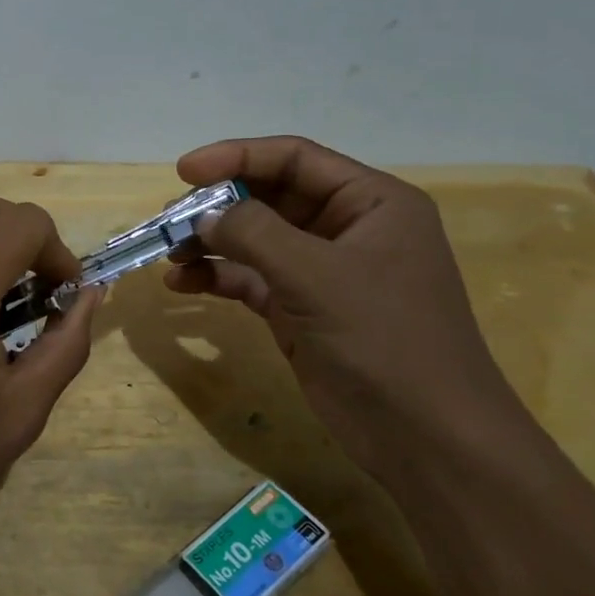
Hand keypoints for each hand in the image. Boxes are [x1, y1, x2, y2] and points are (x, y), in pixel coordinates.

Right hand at [166, 136, 524, 480]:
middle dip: (217, 206)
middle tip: (168, 220)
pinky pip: (249, 279)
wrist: (426, 437)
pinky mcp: (300, 310)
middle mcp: (346, 229)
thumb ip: (255, 233)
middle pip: (269, 197)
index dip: (236, 157)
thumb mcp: (317, 276)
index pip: (295, 159)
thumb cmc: (384, 339)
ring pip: (254, 240)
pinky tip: (181, 285)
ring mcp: (322, 272)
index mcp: (370, 203)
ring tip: (169, 254)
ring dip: (210, 243)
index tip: (183, 172)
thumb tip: (204, 215)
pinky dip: (216, 278)